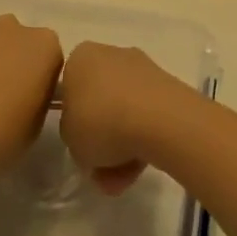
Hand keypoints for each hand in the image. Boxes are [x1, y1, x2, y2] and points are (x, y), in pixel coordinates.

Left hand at [0, 0, 62, 178]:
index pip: (49, 56)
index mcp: (47, 47)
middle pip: (20, 40)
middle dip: (13, 60)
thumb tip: (26, 90)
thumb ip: (38, 95)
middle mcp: (18, 27)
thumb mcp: (37, 123)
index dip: (37, 79)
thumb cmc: (2, 138)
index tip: (25, 100)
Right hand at [56, 42, 190, 194]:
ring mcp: (142, 70)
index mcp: (81, 58)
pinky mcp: (167, 88)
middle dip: (101, 139)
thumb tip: (87, 137)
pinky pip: (147, 117)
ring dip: (121, 147)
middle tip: (100, 170)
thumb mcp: (69, 138)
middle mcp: (111, 55)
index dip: (73, 120)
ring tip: (121, 180)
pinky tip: (141, 168)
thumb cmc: (100, 122)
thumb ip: (72, 134)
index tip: (78, 144)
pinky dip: (143, 140)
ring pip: (124, 113)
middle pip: (100, 102)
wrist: (159, 120)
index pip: (69, 89)